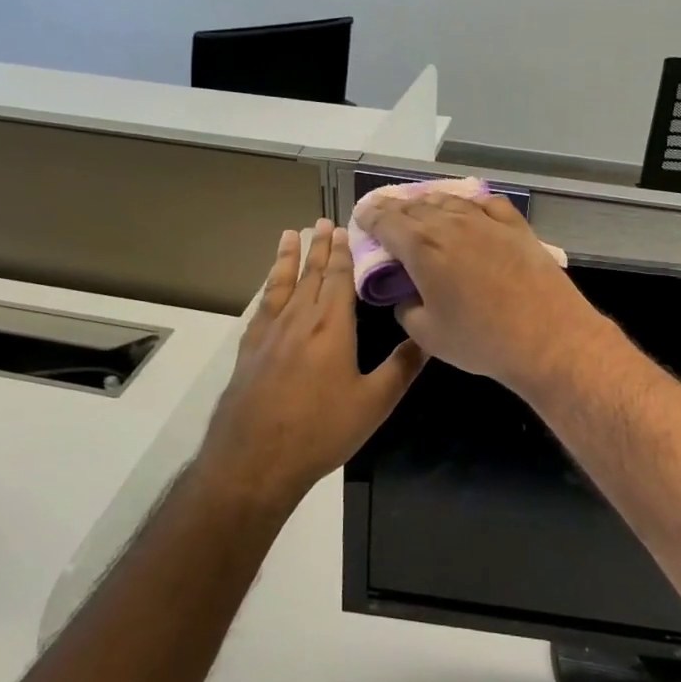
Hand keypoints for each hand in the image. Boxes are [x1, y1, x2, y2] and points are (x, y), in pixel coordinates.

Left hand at [197, 220, 423, 508]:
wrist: (254, 460)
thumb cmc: (321, 431)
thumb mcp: (374, 403)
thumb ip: (402, 366)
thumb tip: (430, 335)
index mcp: (331, 326)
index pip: (339, 278)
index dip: (343, 252)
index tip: (344, 228)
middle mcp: (299, 319)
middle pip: (311, 274)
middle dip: (320, 247)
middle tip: (323, 222)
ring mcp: (269, 333)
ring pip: (282, 284)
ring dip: (289, 258)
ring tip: (291, 235)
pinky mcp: (250, 349)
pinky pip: (263, 306)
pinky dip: (269, 287)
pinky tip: (269, 286)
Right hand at [359, 190, 607, 391]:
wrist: (549, 337)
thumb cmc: (481, 340)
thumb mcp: (427, 334)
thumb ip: (406, 309)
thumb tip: (406, 295)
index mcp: (421, 247)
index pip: (386, 220)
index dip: (369, 217)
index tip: (361, 217)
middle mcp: (450, 224)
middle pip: (414, 206)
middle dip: (394, 208)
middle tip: (383, 213)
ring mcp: (486, 221)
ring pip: (448, 200)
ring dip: (427, 202)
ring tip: (418, 208)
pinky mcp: (516, 226)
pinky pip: (485, 203)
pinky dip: (467, 203)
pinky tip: (466, 208)